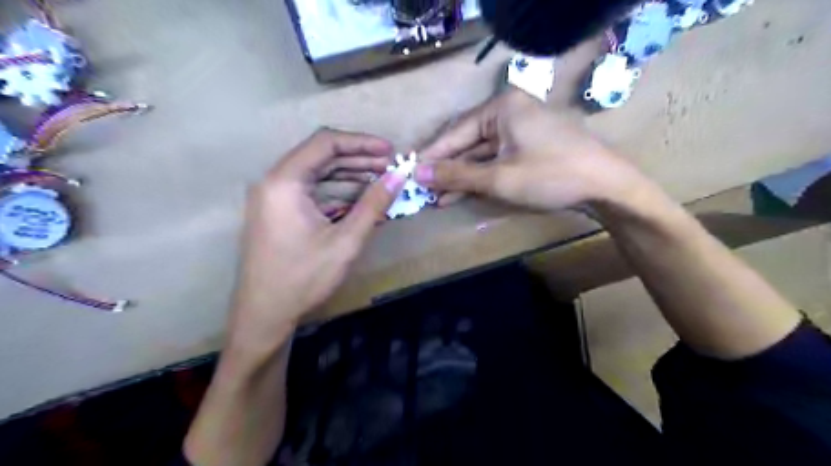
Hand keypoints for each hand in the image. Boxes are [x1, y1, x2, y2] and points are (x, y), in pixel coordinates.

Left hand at [230, 129, 405, 351]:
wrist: (264, 315)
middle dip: (358, 158)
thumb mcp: (345, 241)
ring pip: (317, 173)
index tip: (390, 151)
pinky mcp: (277, 211)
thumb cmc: (303, 279)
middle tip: (390, 168)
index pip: (325, 143)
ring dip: (349, 174)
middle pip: (320, 155)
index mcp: (284, 181)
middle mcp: (274, 181)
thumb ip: (373, 205)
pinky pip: (311, 190)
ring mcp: (273, 196)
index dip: (362, 143)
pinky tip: (360, 198)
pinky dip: (336, 190)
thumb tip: (399, 176)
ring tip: (381, 180)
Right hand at [419, 87, 645, 209]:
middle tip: (422, 189)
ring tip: (436, 197)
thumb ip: (456, 175)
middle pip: (468, 143)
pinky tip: (460, 194)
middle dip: (446, 169)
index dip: (432, 156)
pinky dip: (480, 178)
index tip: (410, 173)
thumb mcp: (498, 178)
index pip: (456, 132)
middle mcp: (509, 113)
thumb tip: (418, 174)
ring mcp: (520, 131)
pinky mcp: (528, 148)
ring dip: (461, 177)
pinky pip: (496, 161)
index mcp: (501, 107)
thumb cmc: (550, 175)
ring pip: (481, 155)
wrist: (606, 187)